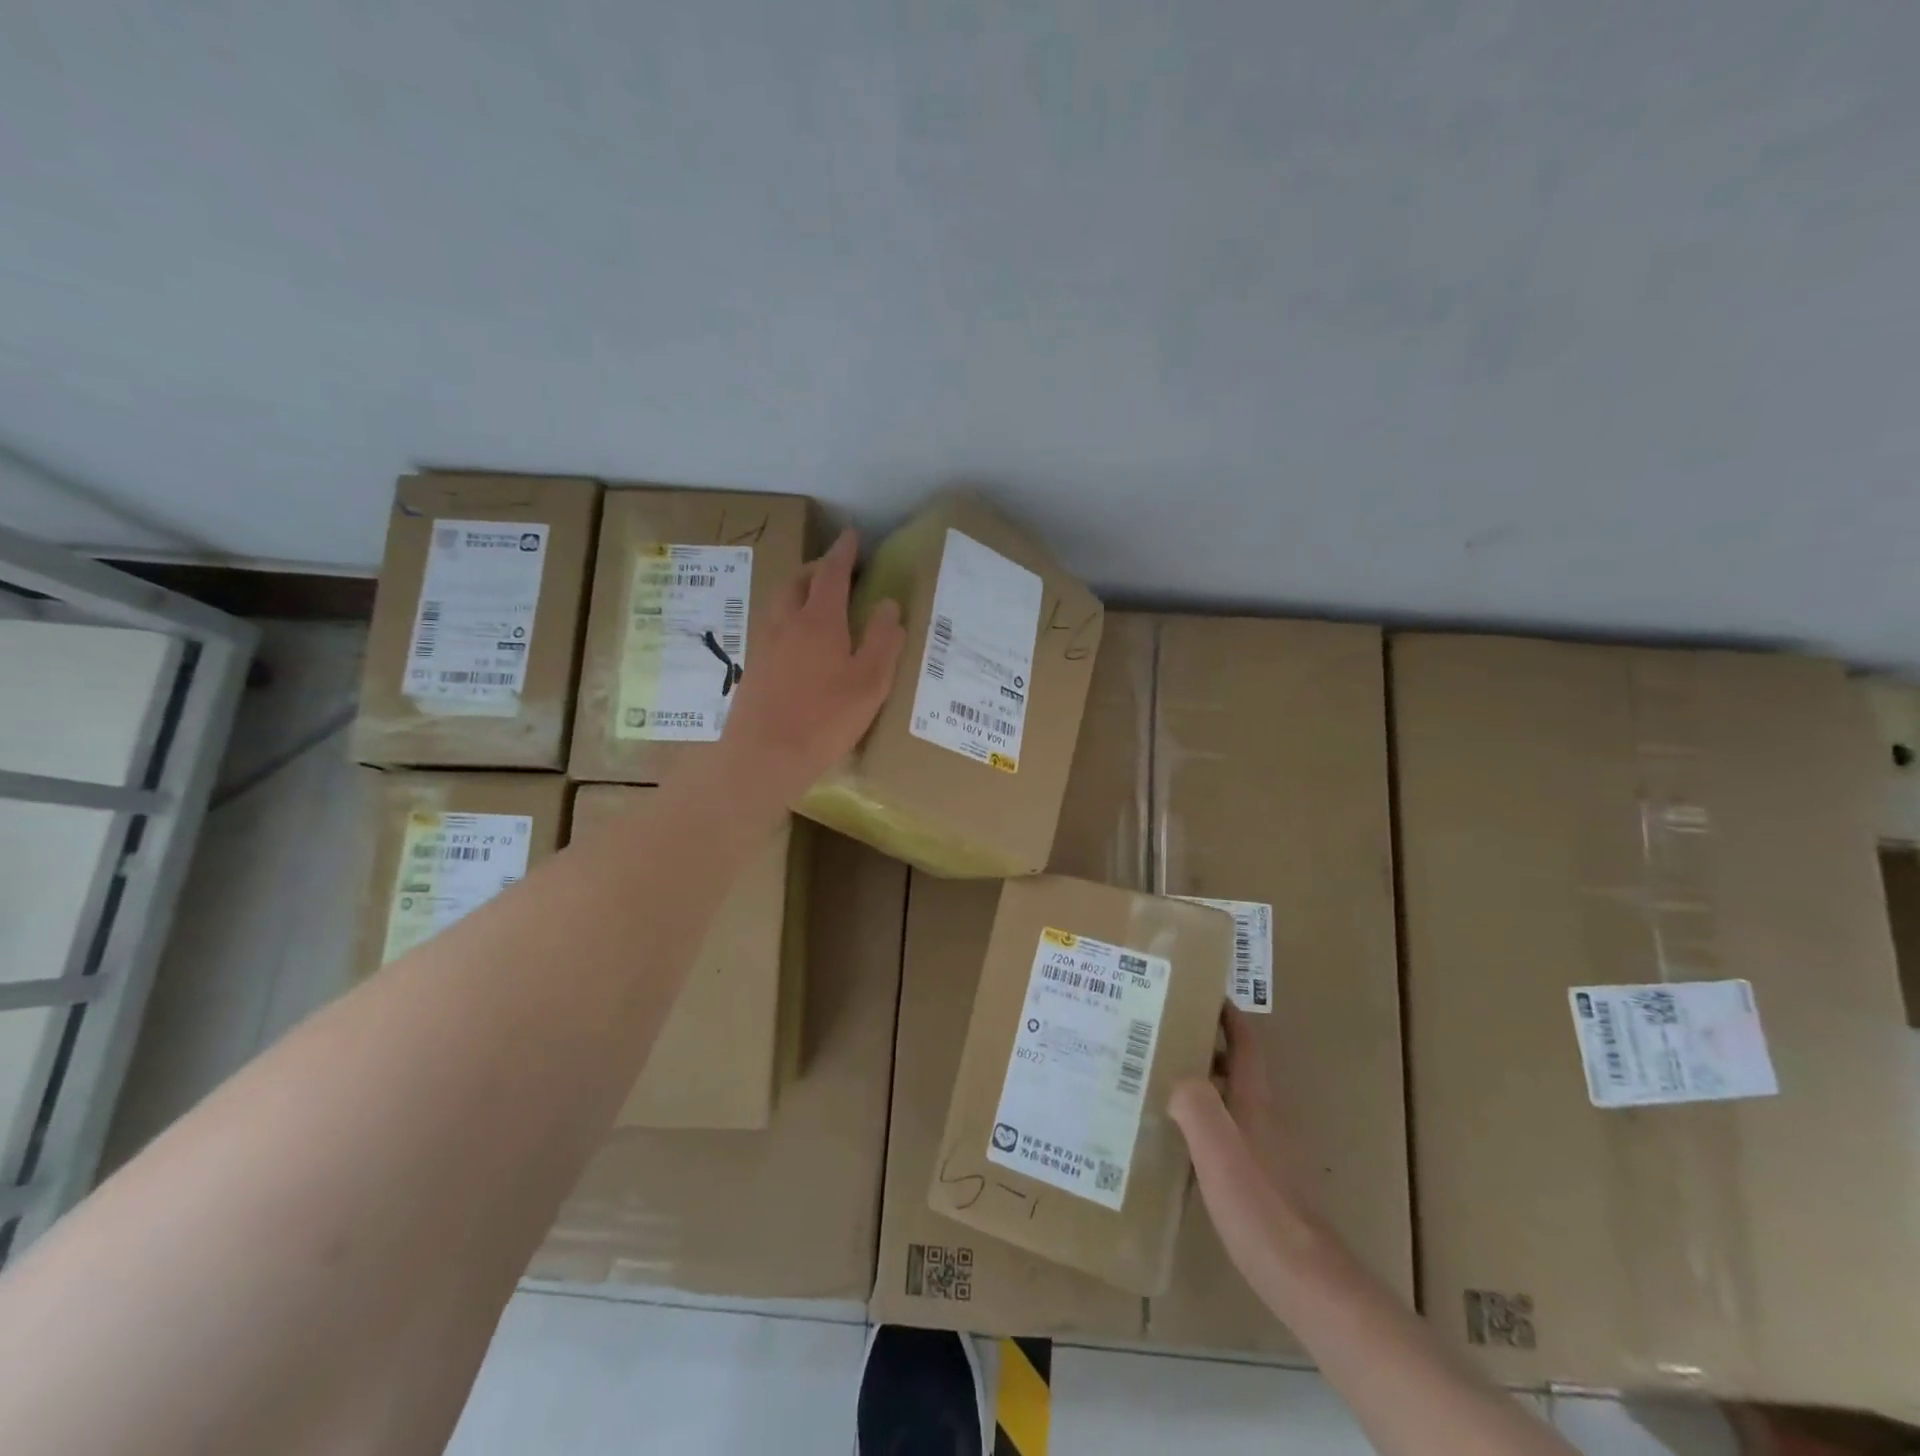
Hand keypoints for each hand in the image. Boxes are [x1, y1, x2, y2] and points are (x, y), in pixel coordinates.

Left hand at [721, 528, 905, 802]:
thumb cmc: (824, 720)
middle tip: (836, 569)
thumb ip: (882, 641)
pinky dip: (790, 619)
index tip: (852, 535)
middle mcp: (786, 624)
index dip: (844, 552)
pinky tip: (800, 644)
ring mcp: (765, 646)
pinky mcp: (755, 669)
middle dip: (817, 567)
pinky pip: (773, 628)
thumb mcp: (870, 683)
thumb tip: (888, 604)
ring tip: (819, 602)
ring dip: (800, 591)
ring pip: (781, 603)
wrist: (761, 758)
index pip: (832, 573)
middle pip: (798, 581)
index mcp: (819, 621)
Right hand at [1170, 1007, 1317, 1293]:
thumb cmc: (1259, 1205)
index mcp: (1255, 1101)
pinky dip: (1200, 1118)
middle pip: (1234, 1066)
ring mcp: (1263, 1149)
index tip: (1199, 991)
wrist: (1303, 1278)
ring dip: (1198, 1080)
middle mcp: (1262, 1117)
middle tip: (1159, 1032)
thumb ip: (1195, 1103)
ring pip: (1227, 1098)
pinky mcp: (1258, 1179)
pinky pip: (1224, 1130)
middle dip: (1202, 1043)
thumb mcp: (1218, 1147)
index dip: (1226, 1014)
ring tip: (1155, 1075)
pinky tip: (1173, 1134)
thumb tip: (1176, 1077)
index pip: (1244, 1043)